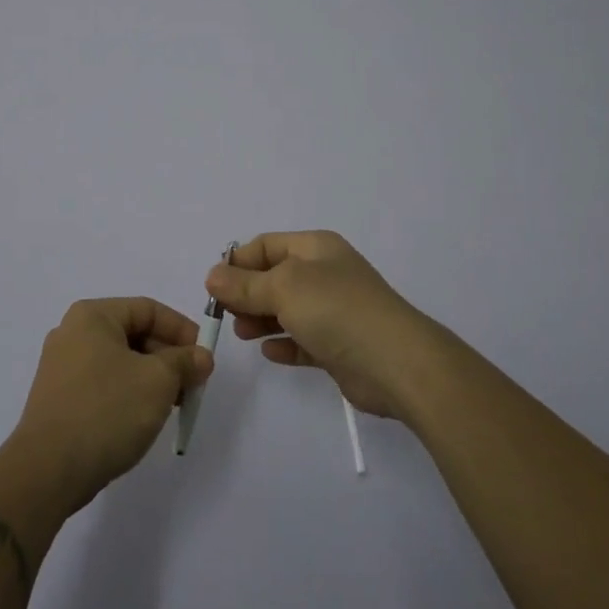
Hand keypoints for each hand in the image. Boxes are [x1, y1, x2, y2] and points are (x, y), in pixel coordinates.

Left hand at [9, 297, 212, 511]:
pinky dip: (128, 393)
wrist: (48, 470)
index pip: (148, 309)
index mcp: (92, 316)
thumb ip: (184, 362)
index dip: (182, 330)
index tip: (204, 358)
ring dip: (151, 378)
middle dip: (168, 357)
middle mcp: (72, 332)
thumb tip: (201, 357)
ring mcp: (61, 366)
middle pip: (133, 333)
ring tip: (173, 405)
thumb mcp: (157, 381)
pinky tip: (143, 418)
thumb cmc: (107, 411)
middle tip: (193, 385)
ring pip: (120, 361)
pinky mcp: (59, 398)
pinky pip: (103, 383)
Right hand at [206, 230, 432, 420]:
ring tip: (241, 334)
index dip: (238, 262)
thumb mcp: (283, 288)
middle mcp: (325, 274)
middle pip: (275, 277)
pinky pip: (303, 340)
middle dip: (246, 293)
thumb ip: (245, 284)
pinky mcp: (339, 346)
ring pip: (287, 309)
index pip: (266, 245)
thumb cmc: (336, 310)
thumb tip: (212, 276)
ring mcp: (335, 311)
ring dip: (261, 319)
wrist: (396, 363)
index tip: (214, 287)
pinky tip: (269, 352)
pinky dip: (285, 343)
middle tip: (223, 314)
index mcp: (315, 248)